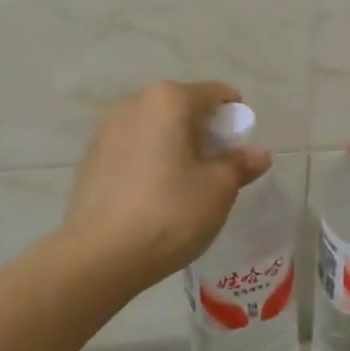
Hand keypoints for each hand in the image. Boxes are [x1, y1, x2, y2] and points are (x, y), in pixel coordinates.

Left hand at [61, 80, 271, 286]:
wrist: (99, 256)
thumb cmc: (170, 213)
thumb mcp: (218, 190)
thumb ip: (240, 165)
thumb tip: (259, 154)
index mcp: (169, 100)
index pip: (214, 94)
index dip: (234, 115)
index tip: (241, 144)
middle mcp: (134, 103)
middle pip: (181, 107)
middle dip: (202, 130)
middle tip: (216, 165)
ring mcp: (106, 129)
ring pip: (154, 126)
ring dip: (173, 143)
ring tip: (183, 181)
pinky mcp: (90, 157)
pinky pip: (131, 147)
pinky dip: (148, 158)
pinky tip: (153, 192)